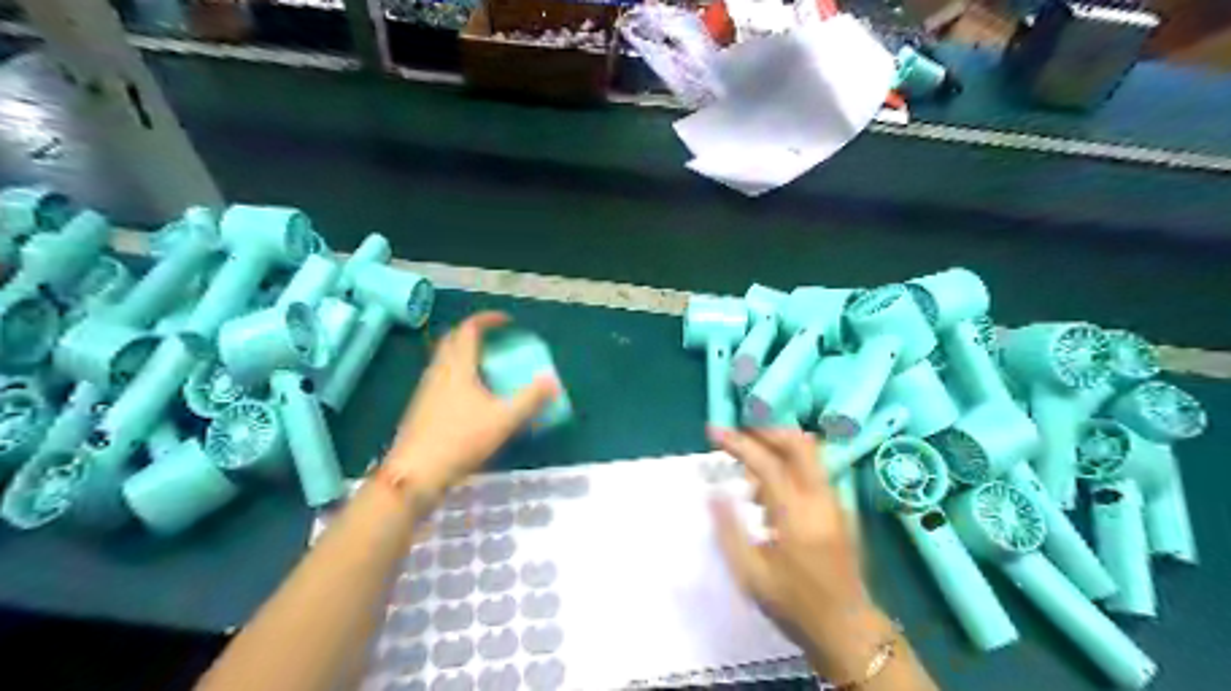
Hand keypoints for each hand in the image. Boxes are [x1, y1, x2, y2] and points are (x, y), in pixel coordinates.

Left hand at [389, 312, 559, 495]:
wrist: (415, 473)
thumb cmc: (460, 440)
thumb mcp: (504, 420)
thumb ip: (530, 399)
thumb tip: (552, 381)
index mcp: (458, 367)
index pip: (469, 329)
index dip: (488, 320)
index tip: (508, 322)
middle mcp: (439, 372)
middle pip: (452, 340)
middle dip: (474, 334)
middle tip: (496, 342)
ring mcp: (426, 390)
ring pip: (445, 360)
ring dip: (465, 355)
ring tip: (488, 368)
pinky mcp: (421, 408)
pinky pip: (441, 379)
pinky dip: (458, 375)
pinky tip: (472, 397)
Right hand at [707, 428, 879, 662]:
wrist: (848, 630)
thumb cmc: (795, 605)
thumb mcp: (751, 574)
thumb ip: (729, 529)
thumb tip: (712, 491)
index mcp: (797, 514)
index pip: (767, 462)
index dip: (738, 443)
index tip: (713, 432)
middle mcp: (820, 498)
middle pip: (799, 443)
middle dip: (766, 431)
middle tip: (738, 436)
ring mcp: (834, 501)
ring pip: (808, 454)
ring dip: (776, 447)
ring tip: (747, 469)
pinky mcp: (838, 508)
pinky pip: (811, 471)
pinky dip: (788, 465)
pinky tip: (768, 492)